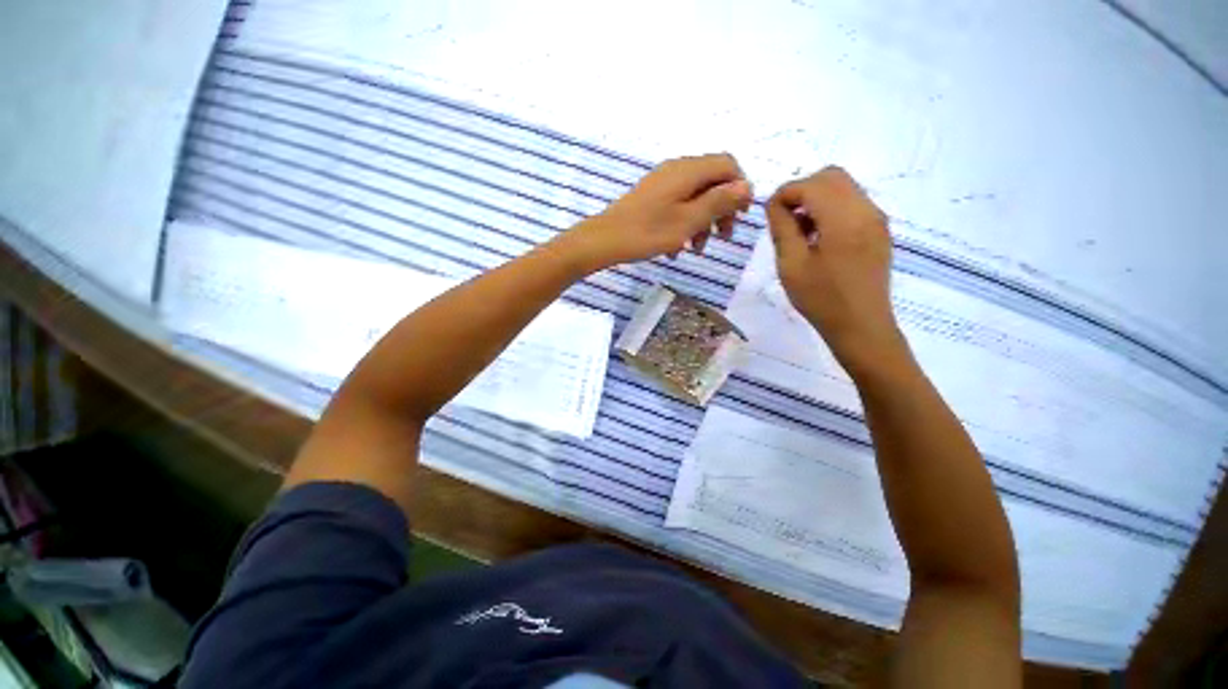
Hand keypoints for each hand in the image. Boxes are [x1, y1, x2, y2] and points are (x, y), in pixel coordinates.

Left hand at [562, 154, 752, 270]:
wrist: (605, 240)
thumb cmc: (648, 232)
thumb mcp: (689, 220)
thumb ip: (719, 202)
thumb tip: (746, 187)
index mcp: (688, 170)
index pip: (727, 165)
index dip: (740, 188)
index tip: (740, 216)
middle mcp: (676, 169)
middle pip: (712, 182)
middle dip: (721, 210)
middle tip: (722, 238)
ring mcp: (662, 183)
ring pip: (694, 196)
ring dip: (702, 222)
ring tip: (697, 250)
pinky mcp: (651, 197)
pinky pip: (677, 205)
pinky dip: (684, 224)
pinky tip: (677, 249)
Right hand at [766, 167, 906, 375]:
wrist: (861, 325)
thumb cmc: (820, 299)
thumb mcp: (791, 265)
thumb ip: (782, 228)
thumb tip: (774, 204)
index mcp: (843, 219)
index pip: (811, 185)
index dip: (784, 193)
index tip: (768, 214)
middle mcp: (866, 210)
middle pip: (831, 176)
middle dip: (801, 190)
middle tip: (783, 219)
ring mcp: (876, 218)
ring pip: (843, 187)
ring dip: (816, 198)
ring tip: (800, 230)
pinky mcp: (878, 229)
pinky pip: (852, 202)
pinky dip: (830, 208)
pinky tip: (818, 236)